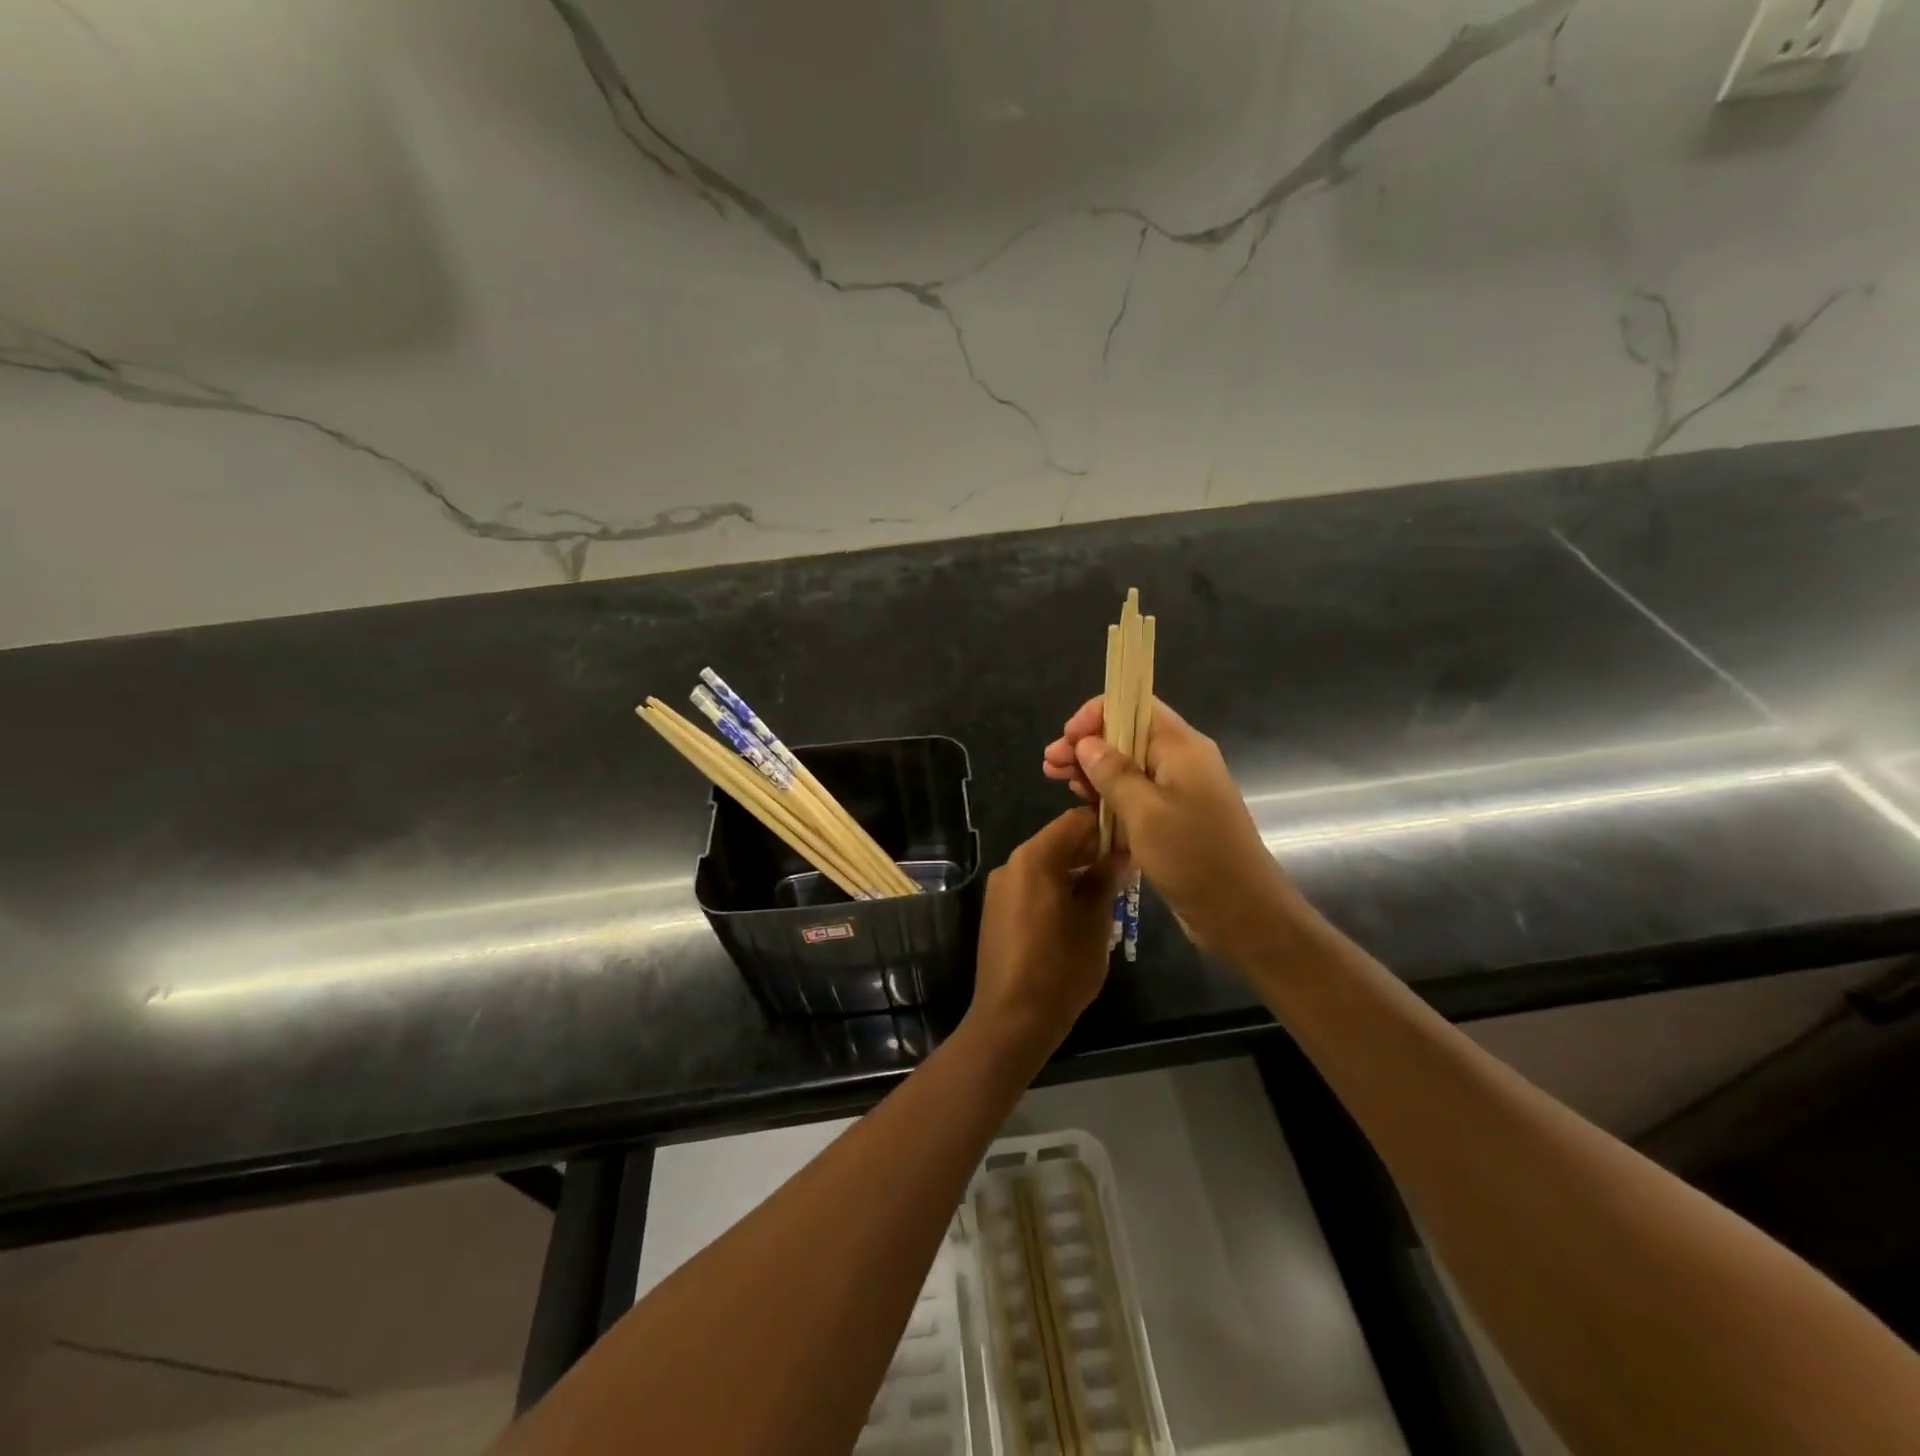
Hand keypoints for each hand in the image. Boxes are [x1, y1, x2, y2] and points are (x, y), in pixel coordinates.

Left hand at [970, 807, 1129, 1053]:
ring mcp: (1000, 888)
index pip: (1076, 820)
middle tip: (1127, 871)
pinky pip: (1032, 886)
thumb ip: (1106, 880)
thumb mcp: (1095, 921)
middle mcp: (1012, 864)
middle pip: (1059, 840)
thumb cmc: (1060, 967)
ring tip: (1109, 893)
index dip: (1107, 826)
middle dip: (1093, 851)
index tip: (1133, 843)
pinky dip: (1056, 888)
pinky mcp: (996, 911)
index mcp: (1035, 857)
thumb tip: (1120, 853)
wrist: (1011, 1018)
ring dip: (1076, 871)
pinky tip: (1079, 913)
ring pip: (1045, 864)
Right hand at [1042, 696, 1300, 961]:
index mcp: (1181, 747)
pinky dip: (1110, 796)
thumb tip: (1086, 743)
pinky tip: (1087, 807)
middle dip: (1087, 746)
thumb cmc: (1193, 857)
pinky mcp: (1175, 817)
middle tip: (1050, 767)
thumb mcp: (1144, 813)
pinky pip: (1137, 795)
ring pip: (1129, 766)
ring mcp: (1180, 790)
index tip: (1067, 740)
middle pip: (1127, 735)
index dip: (1096, 715)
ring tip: (1060, 784)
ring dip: (1094, 772)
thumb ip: (1113, 773)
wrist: (1242, 913)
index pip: (1135, 706)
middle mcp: (1182, 760)